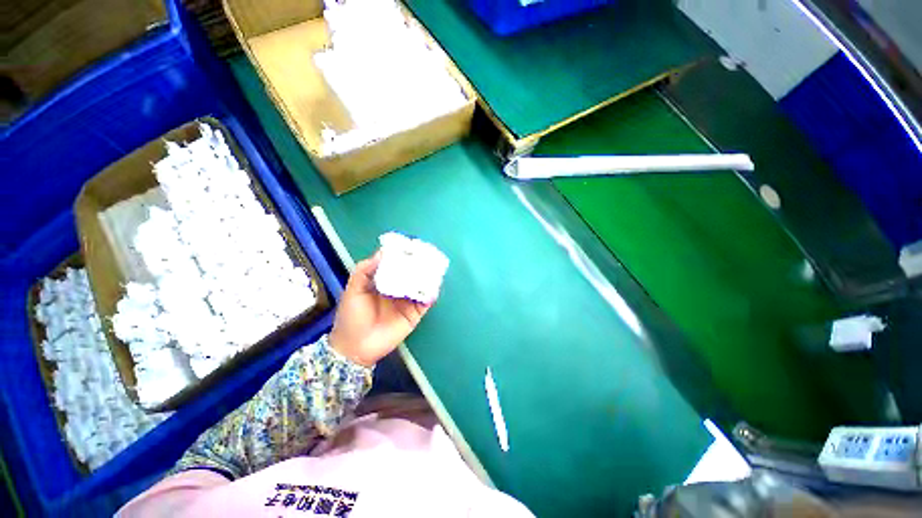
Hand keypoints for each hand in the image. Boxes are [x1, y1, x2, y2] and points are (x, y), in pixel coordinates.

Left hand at [329, 251, 432, 366]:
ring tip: (434, 267)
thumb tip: (382, 252)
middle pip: (411, 273)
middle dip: (419, 264)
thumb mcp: (353, 290)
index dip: (403, 255)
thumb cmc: (351, 317)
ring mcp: (407, 301)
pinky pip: (425, 301)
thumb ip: (364, 270)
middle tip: (427, 253)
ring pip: (421, 285)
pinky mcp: (415, 314)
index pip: (396, 264)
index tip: (411, 245)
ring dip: (428, 277)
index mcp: (383, 281)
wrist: (355, 348)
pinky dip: (431, 294)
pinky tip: (433, 287)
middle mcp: (398, 288)